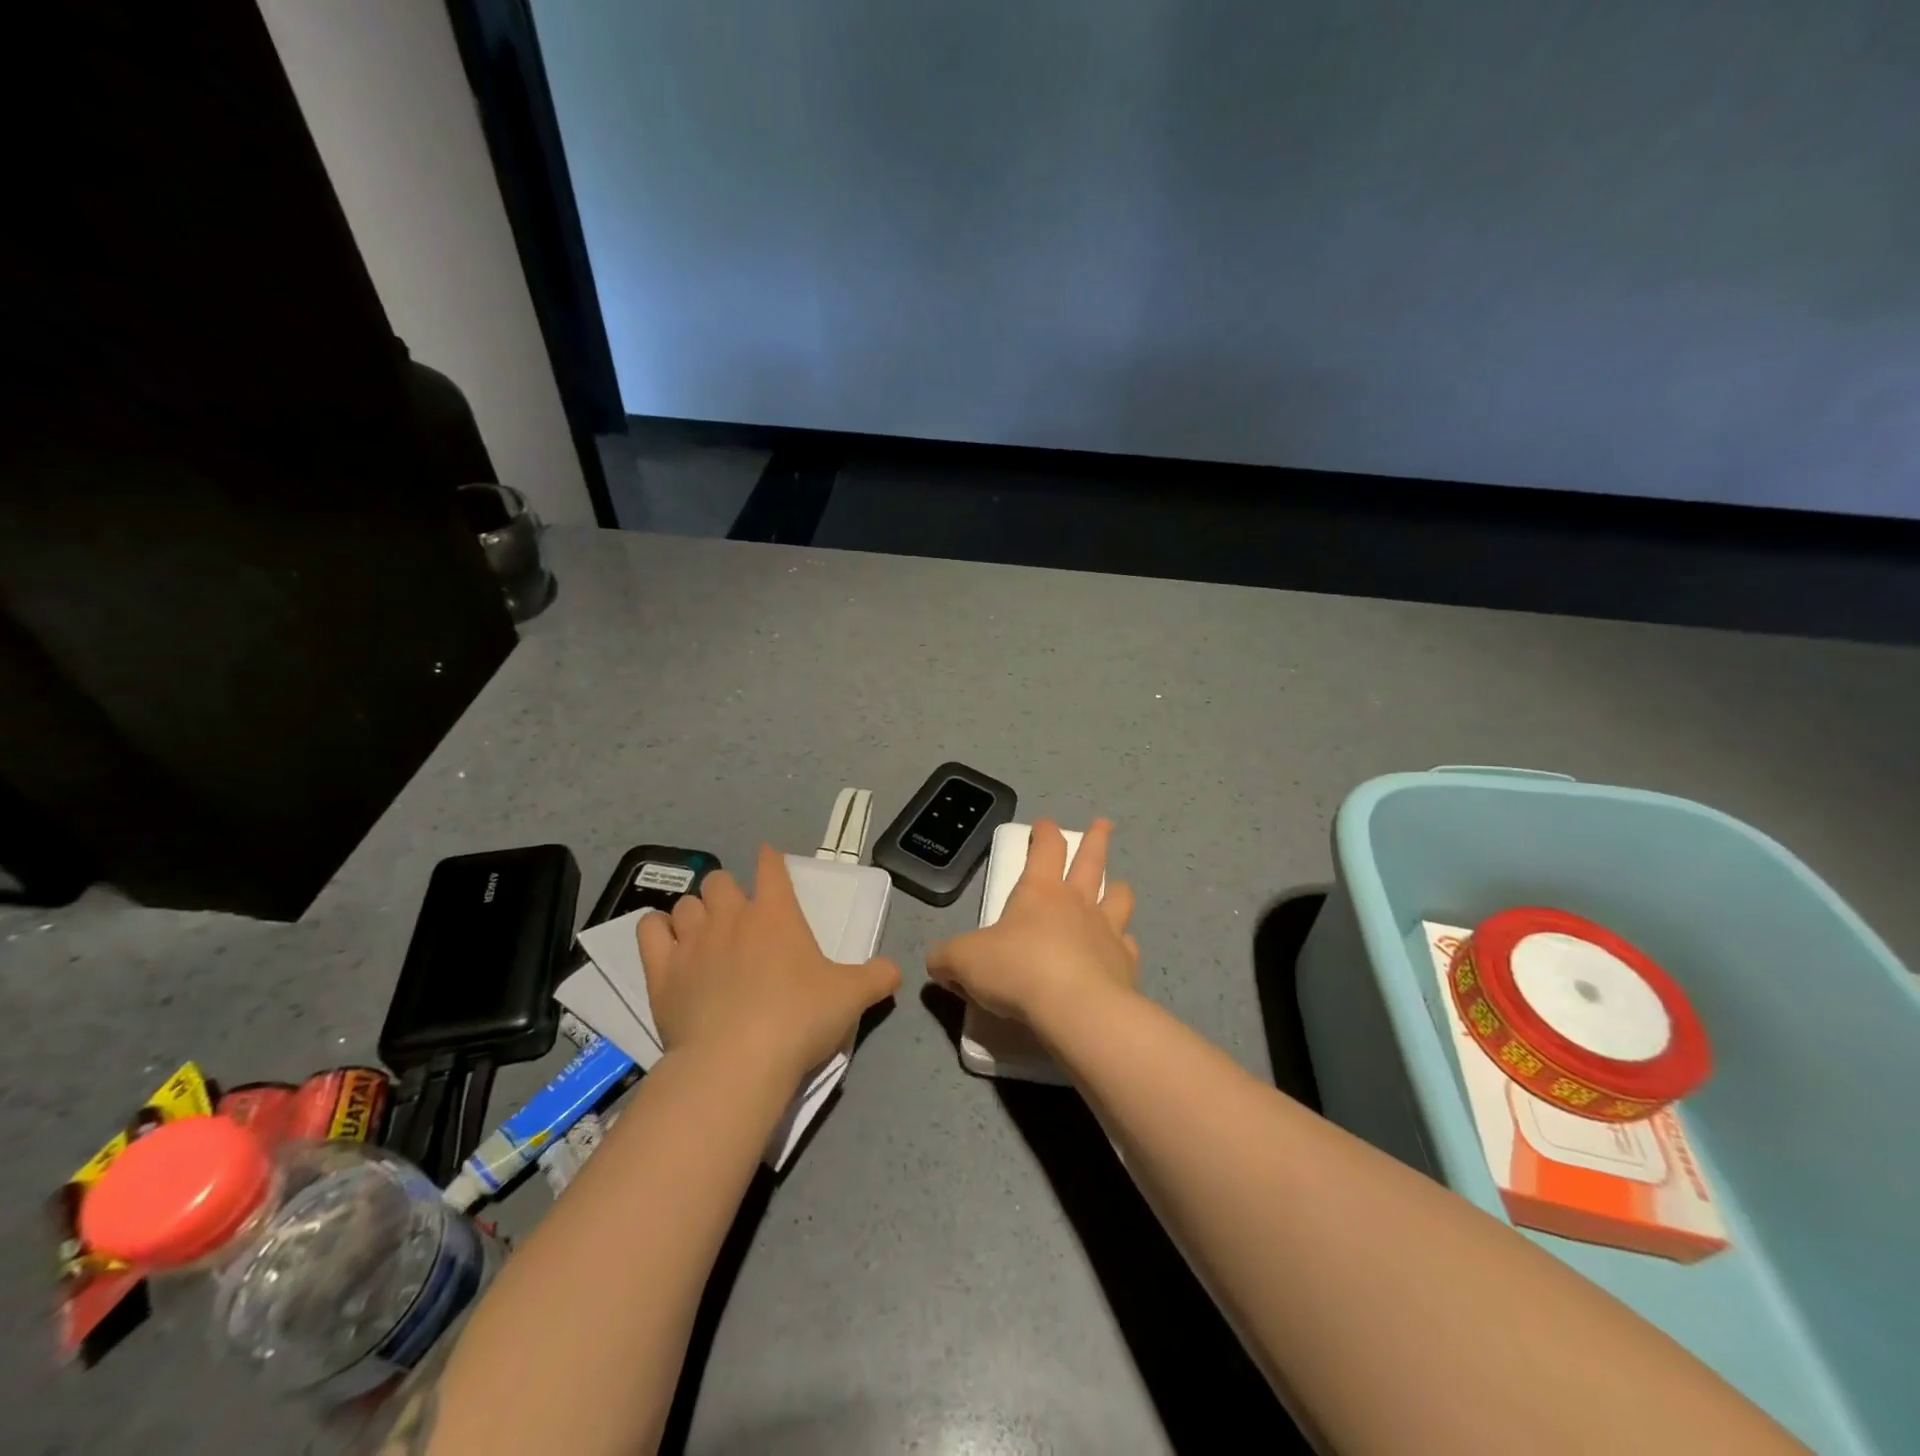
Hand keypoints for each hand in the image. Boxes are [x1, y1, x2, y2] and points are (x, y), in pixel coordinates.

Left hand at [637, 845, 899, 1085]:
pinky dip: (657, 930)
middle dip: (728, 890)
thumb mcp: (852, 996)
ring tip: (704, 932)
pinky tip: (666, 941)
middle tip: (739, 915)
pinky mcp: (662, 971)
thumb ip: (878, 977)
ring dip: (696, 912)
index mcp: (777, 914)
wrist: (738, 1061)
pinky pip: (649, 930)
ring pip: (686, 903)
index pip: (771, 868)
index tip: (769, 860)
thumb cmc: (800, 1019)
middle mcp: (731, 916)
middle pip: (720, 881)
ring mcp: (692, 941)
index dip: (770, 860)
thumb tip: (896, 971)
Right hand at [926, 818, 1137, 1033]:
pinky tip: (1120, 947)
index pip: (1045, 848)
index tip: (1045, 824)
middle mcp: (1077, 902)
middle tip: (1104, 824)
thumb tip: (938, 962)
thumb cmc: (1018, 971)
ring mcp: (1106, 930)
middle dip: (1096, 839)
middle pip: (1092, 860)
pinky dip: (1123, 942)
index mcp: (1039, 891)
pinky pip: (1127, 944)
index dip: (1044, 833)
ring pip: (1118, 896)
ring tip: (1117, 885)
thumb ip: (947, 958)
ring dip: (1117, 887)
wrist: (1076, 1009)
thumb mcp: (964, 962)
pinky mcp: (1125, 963)